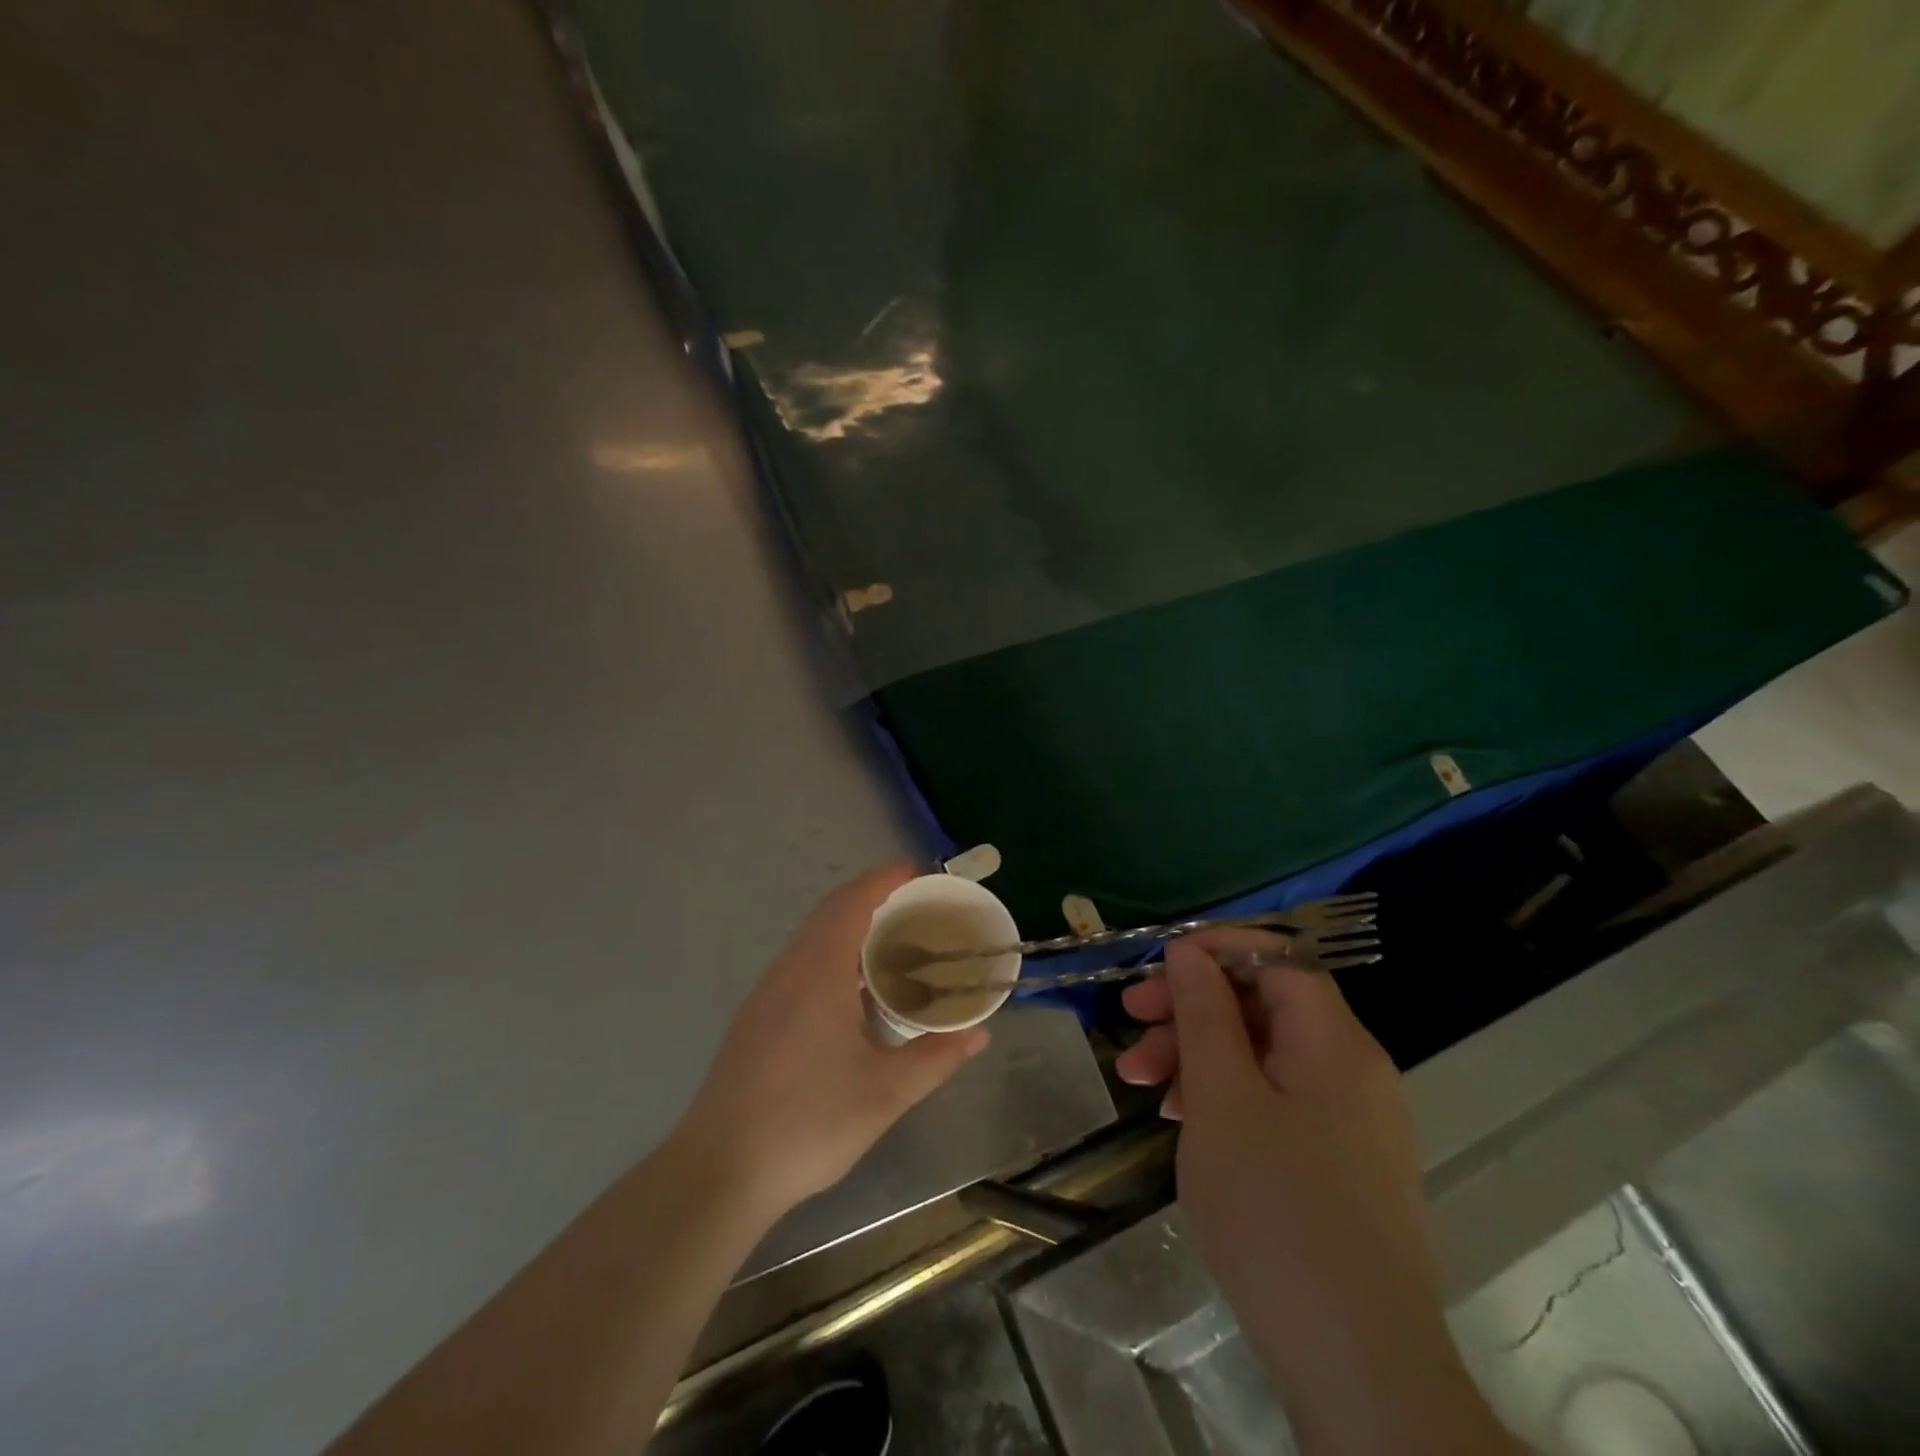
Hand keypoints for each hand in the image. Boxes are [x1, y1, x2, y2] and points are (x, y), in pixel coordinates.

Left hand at [674, 865, 989, 1222]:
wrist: (720, 1170)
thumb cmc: (808, 1122)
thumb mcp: (886, 1093)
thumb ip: (937, 1058)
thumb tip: (979, 1034)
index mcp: (819, 971)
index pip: (852, 902)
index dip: (885, 880)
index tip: (919, 874)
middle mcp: (789, 969)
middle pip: (831, 912)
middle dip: (874, 900)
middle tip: (918, 912)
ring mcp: (767, 993)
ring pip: (813, 939)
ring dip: (851, 929)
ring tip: (895, 948)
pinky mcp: (757, 1017)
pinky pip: (801, 964)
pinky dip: (834, 956)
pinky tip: (855, 994)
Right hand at [1117, 933, 1516, 1454]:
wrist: (1358, 1366)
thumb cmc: (1276, 1210)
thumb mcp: (1221, 1097)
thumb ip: (1204, 1013)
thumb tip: (1190, 951)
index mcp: (1335, 1042)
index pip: (1277, 958)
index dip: (1215, 951)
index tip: (1156, 969)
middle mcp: (1353, 1068)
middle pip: (1263, 1005)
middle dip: (1191, 1008)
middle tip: (1129, 1023)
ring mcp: (1351, 1119)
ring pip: (1263, 1055)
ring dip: (1198, 1056)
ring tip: (1141, 1084)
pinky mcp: (1341, 1162)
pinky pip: (1277, 1100)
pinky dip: (1226, 1097)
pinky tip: (1183, 1121)